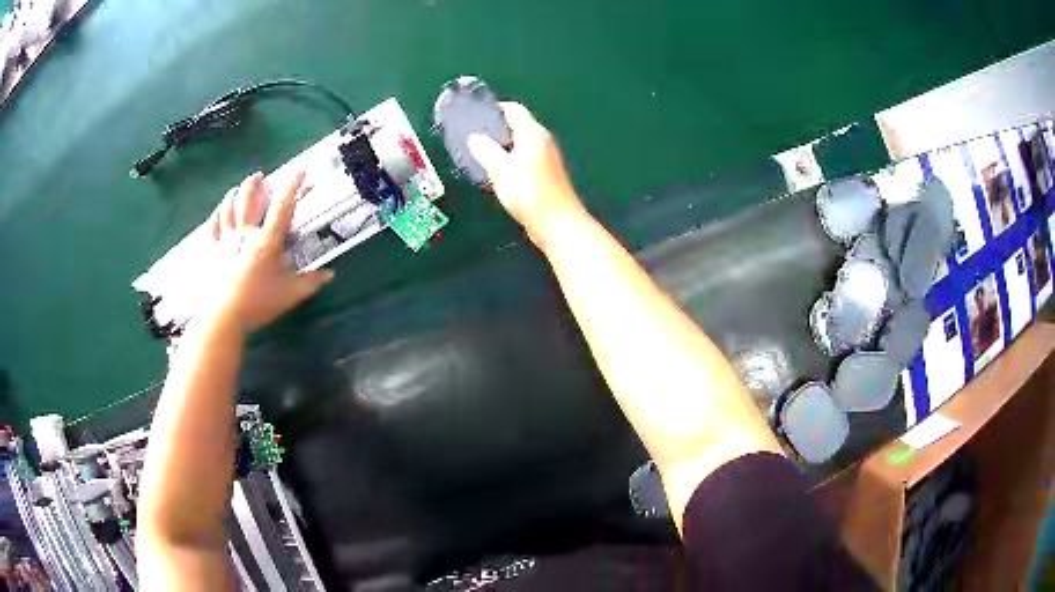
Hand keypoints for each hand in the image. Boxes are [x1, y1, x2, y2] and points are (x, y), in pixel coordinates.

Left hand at [205, 172, 333, 331]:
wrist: (223, 317)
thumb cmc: (257, 304)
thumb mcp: (290, 295)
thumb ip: (310, 282)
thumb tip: (329, 274)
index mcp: (266, 241)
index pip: (282, 206)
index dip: (293, 186)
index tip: (300, 171)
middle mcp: (245, 234)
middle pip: (249, 199)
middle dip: (255, 184)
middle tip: (260, 175)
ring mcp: (226, 240)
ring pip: (229, 207)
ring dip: (235, 193)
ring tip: (238, 187)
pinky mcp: (213, 251)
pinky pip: (214, 226)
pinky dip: (217, 214)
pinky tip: (219, 210)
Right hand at [468, 102, 586, 252]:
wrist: (558, 224)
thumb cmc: (531, 194)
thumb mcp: (501, 169)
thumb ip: (486, 150)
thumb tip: (475, 138)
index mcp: (533, 134)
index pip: (513, 110)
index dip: (494, 109)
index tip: (475, 115)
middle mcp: (542, 142)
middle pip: (516, 126)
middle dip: (494, 129)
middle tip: (472, 137)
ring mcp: (545, 159)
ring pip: (518, 145)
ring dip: (500, 147)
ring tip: (479, 155)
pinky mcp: (544, 176)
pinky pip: (522, 160)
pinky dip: (508, 162)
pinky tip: (495, 174)